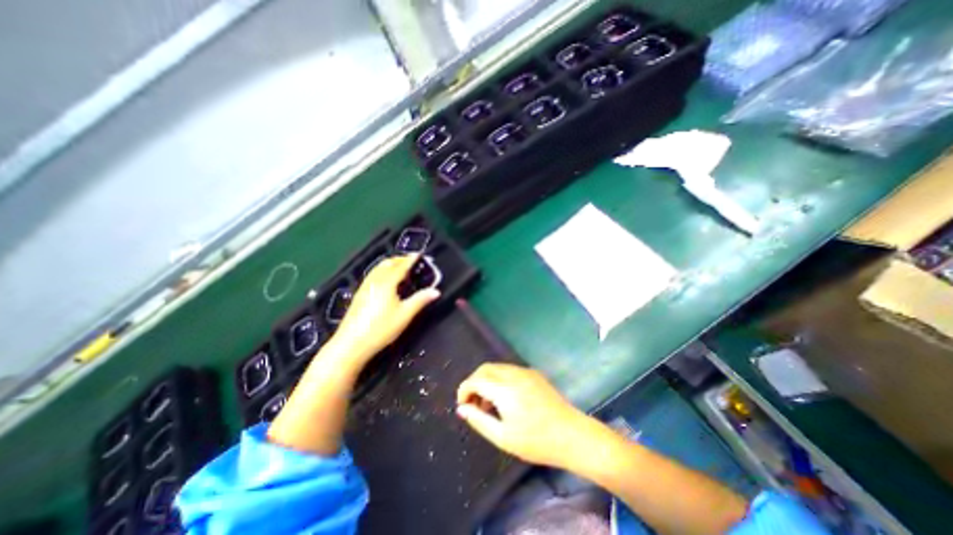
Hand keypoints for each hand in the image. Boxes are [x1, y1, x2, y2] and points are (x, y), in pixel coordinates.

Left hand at [332, 253, 439, 362]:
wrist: (351, 344)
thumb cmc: (381, 329)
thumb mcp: (405, 315)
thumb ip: (420, 300)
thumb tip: (436, 291)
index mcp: (387, 283)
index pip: (401, 267)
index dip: (410, 259)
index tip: (419, 253)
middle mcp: (374, 281)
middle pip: (387, 264)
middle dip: (400, 259)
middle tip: (410, 260)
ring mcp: (364, 287)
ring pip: (378, 268)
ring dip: (390, 264)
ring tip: (399, 266)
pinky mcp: (359, 294)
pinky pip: (372, 275)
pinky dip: (382, 270)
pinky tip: (384, 279)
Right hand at [458, 363, 592, 468]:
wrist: (572, 435)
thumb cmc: (536, 441)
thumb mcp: (503, 437)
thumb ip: (479, 420)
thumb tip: (462, 409)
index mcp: (505, 389)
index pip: (476, 379)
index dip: (464, 390)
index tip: (462, 406)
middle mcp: (514, 374)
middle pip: (485, 368)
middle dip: (474, 383)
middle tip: (473, 405)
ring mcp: (525, 371)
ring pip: (497, 367)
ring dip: (486, 380)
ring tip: (488, 405)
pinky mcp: (533, 373)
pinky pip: (509, 370)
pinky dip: (499, 379)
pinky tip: (504, 398)